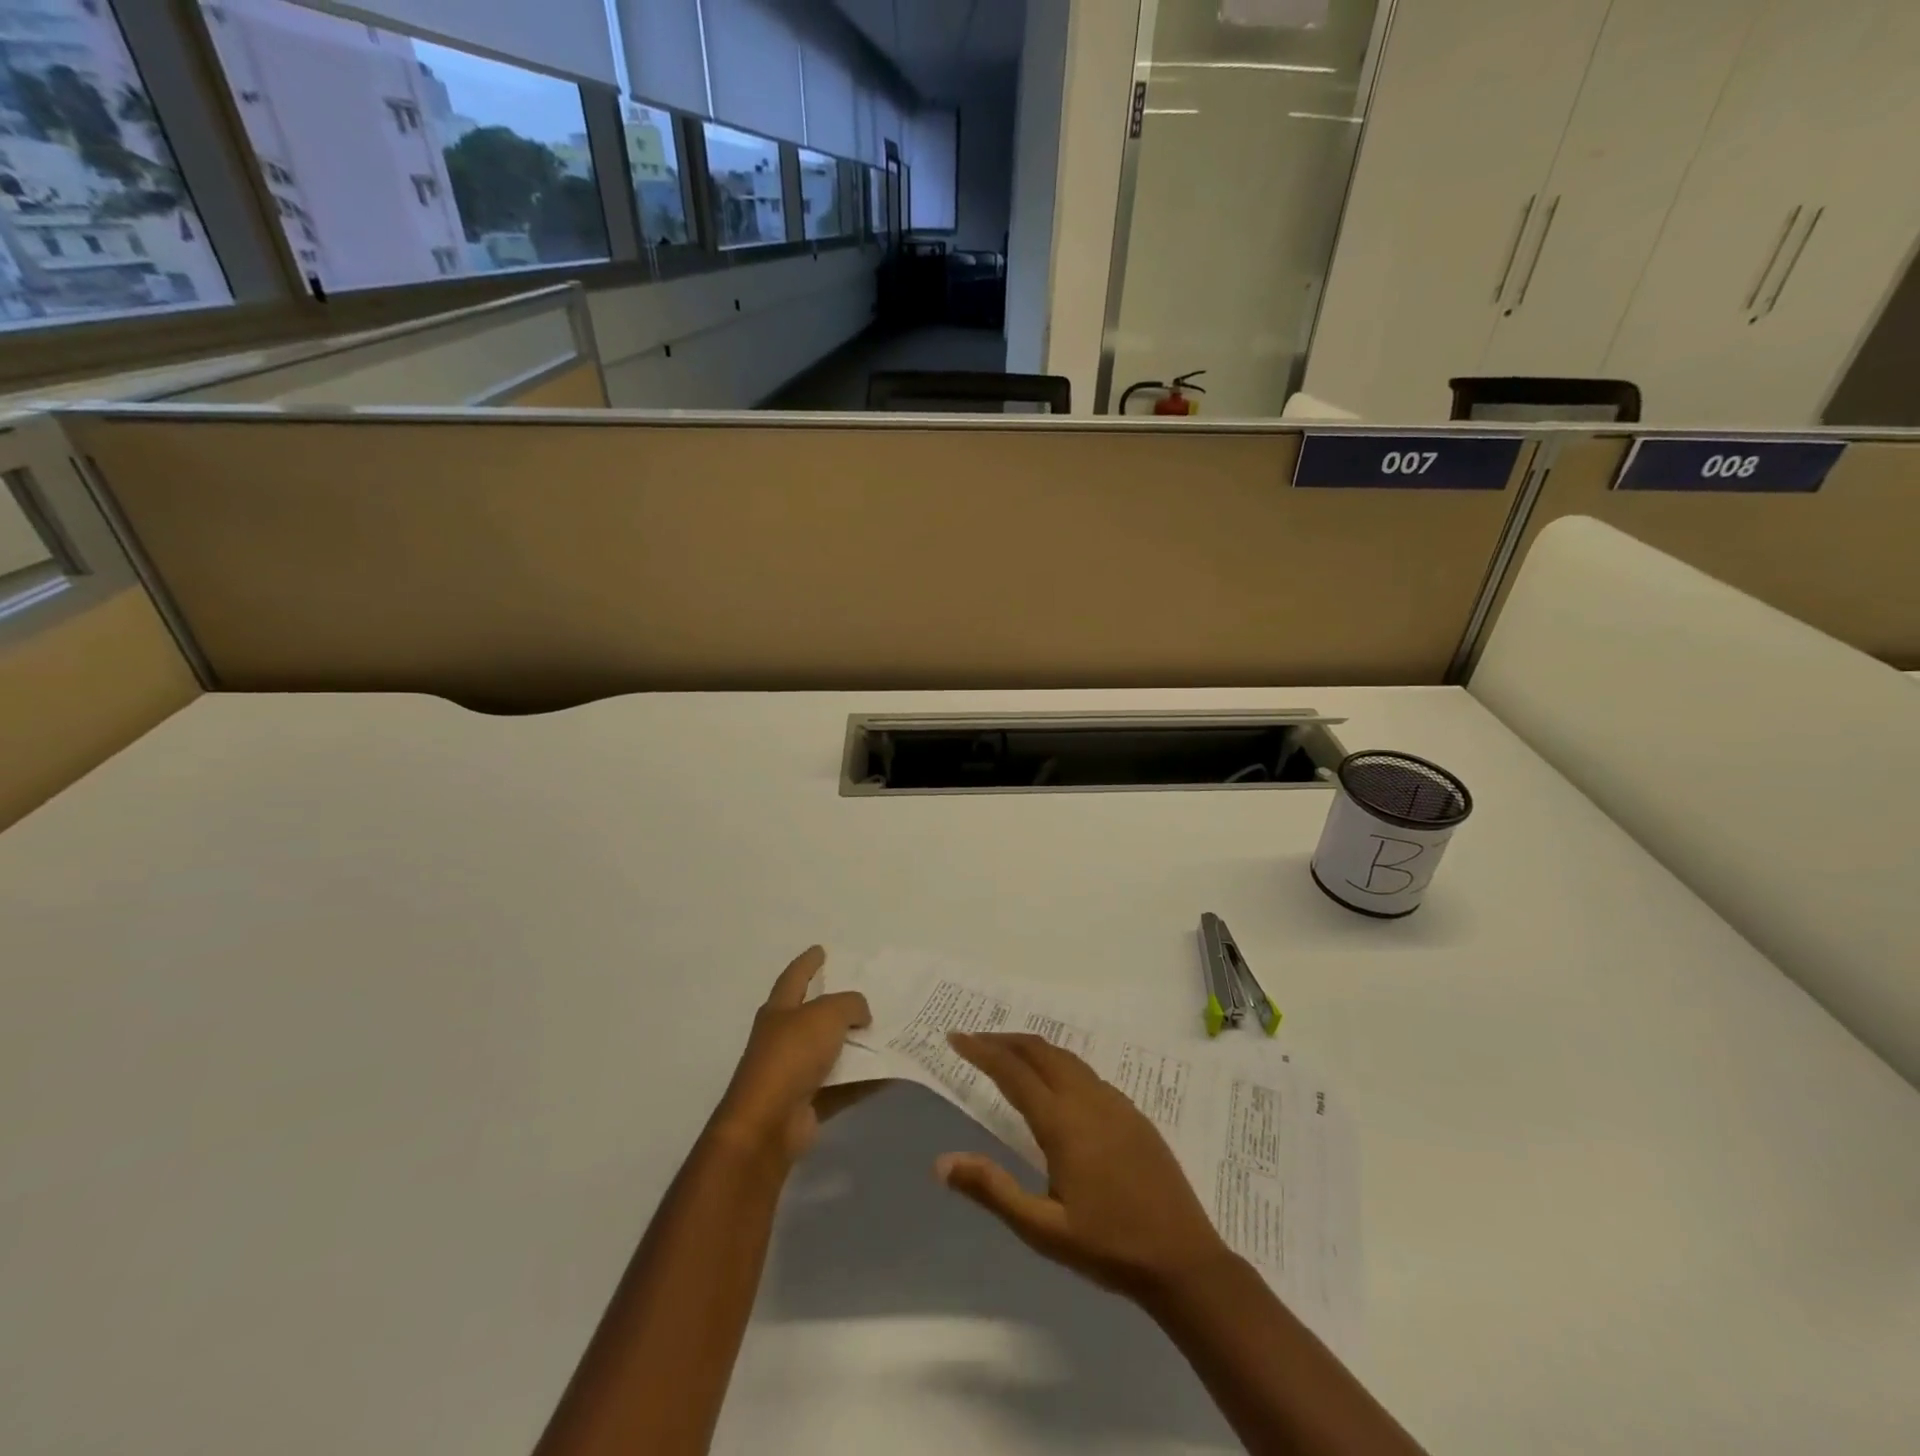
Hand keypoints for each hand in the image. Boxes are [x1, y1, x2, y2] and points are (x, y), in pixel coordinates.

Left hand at [710, 947, 872, 1165]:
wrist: (768, 1123)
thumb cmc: (792, 1055)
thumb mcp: (826, 1014)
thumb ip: (850, 1005)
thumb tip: (861, 1014)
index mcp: (780, 1010)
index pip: (796, 977)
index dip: (809, 962)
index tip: (821, 949)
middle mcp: (783, 1038)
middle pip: (813, 1015)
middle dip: (836, 1004)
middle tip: (867, 994)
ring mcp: (794, 1072)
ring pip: (831, 1051)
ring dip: (855, 1044)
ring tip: (886, 1032)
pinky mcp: (808, 1102)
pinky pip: (843, 1085)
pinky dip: (864, 1079)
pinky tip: (889, 1073)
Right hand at [936, 1032, 1232, 1302]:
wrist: (1183, 1259)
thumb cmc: (1108, 1246)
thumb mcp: (1042, 1229)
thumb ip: (993, 1190)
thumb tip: (942, 1162)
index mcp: (1062, 1122)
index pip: (1013, 1071)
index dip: (982, 1050)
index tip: (956, 1037)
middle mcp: (1087, 1099)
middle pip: (1040, 1051)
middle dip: (1005, 1040)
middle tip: (976, 1040)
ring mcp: (1115, 1102)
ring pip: (1066, 1057)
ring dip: (1033, 1048)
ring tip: (1008, 1053)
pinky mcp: (1133, 1112)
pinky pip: (1087, 1072)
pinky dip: (1059, 1062)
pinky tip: (1056, 1082)